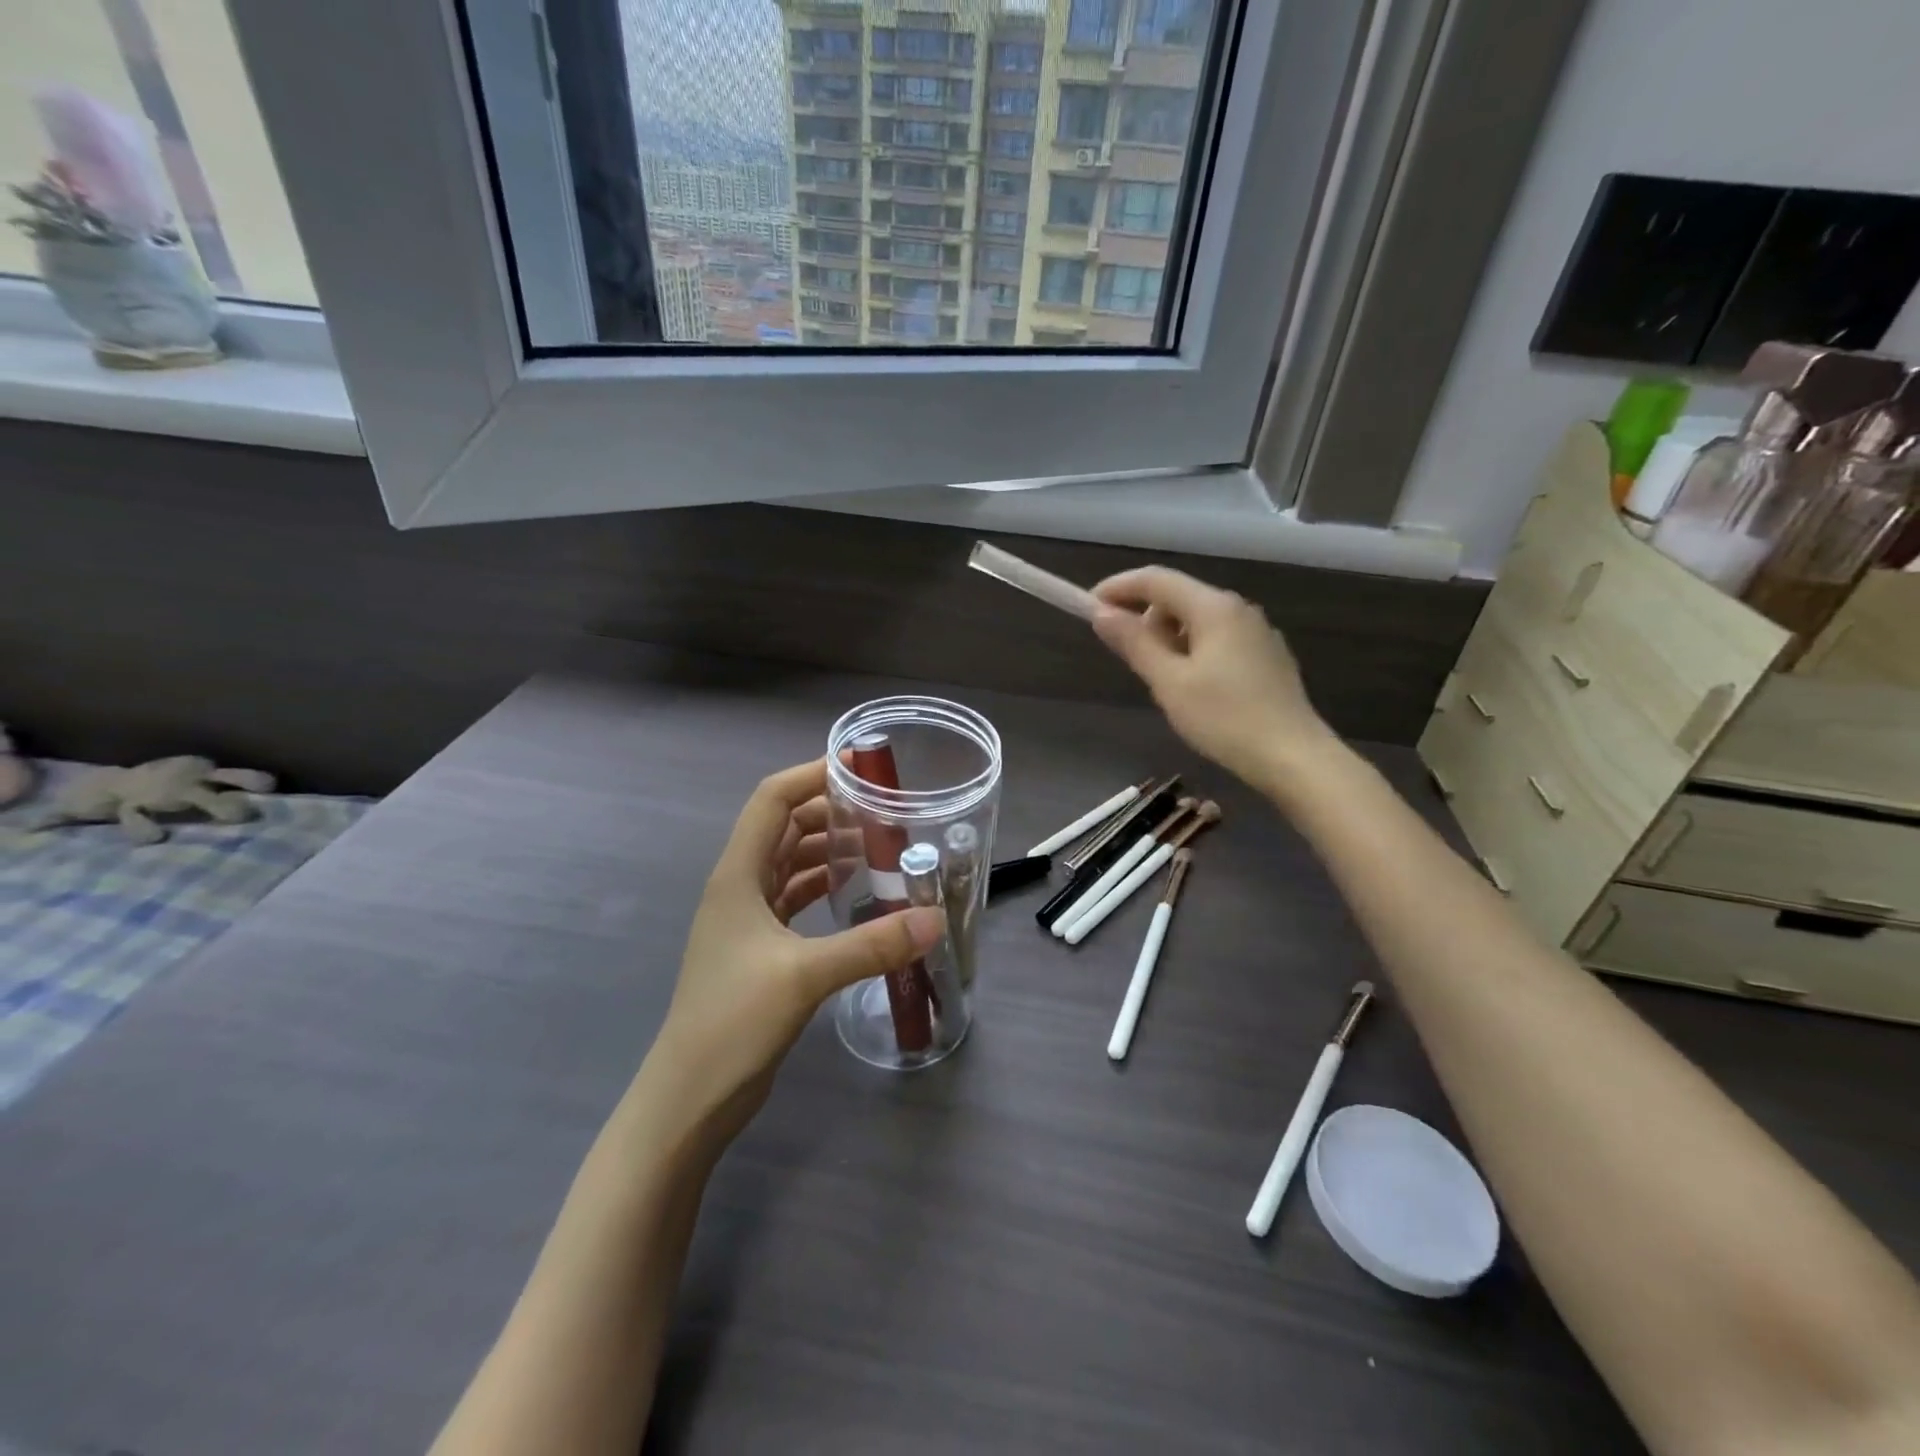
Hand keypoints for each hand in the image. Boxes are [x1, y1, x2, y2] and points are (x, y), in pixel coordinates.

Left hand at [645, 759, 944, 1140]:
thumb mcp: (805, 975)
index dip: (811, 775)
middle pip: (785, 828)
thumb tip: (934, 919)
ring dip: (831, 851)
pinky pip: (796, 900)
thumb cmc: (733, 1022)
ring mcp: (748, 920)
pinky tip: (858, 896)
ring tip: (881, 847)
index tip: (860, 768)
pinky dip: (825, 888)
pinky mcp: (759, 950)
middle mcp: (740, 887)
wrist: (689, 1098)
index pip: (772, 800)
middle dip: (830, 812)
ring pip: (792, 865)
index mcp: (738, 875)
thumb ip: (871, 945)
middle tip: (885, 811)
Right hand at [1091, 566, 1339, 791]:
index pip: (1155, 580)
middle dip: (1143, 617)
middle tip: (1126, 657)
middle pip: (1177, 597)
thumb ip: (1134, 643)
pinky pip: (1217, 639)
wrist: (1293, 757)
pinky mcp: (1266, 656)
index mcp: (1213, 608)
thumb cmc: (1225, 719)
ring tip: (1160, 680)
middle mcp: (1238, 609)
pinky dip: (1192, 650)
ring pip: (1198, 620)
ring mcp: (1256, 632)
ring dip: (1168, 637)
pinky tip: (1193, 687)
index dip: (1117, 588)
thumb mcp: (1169, 682)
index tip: (1087, 607)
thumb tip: (1101, 613)